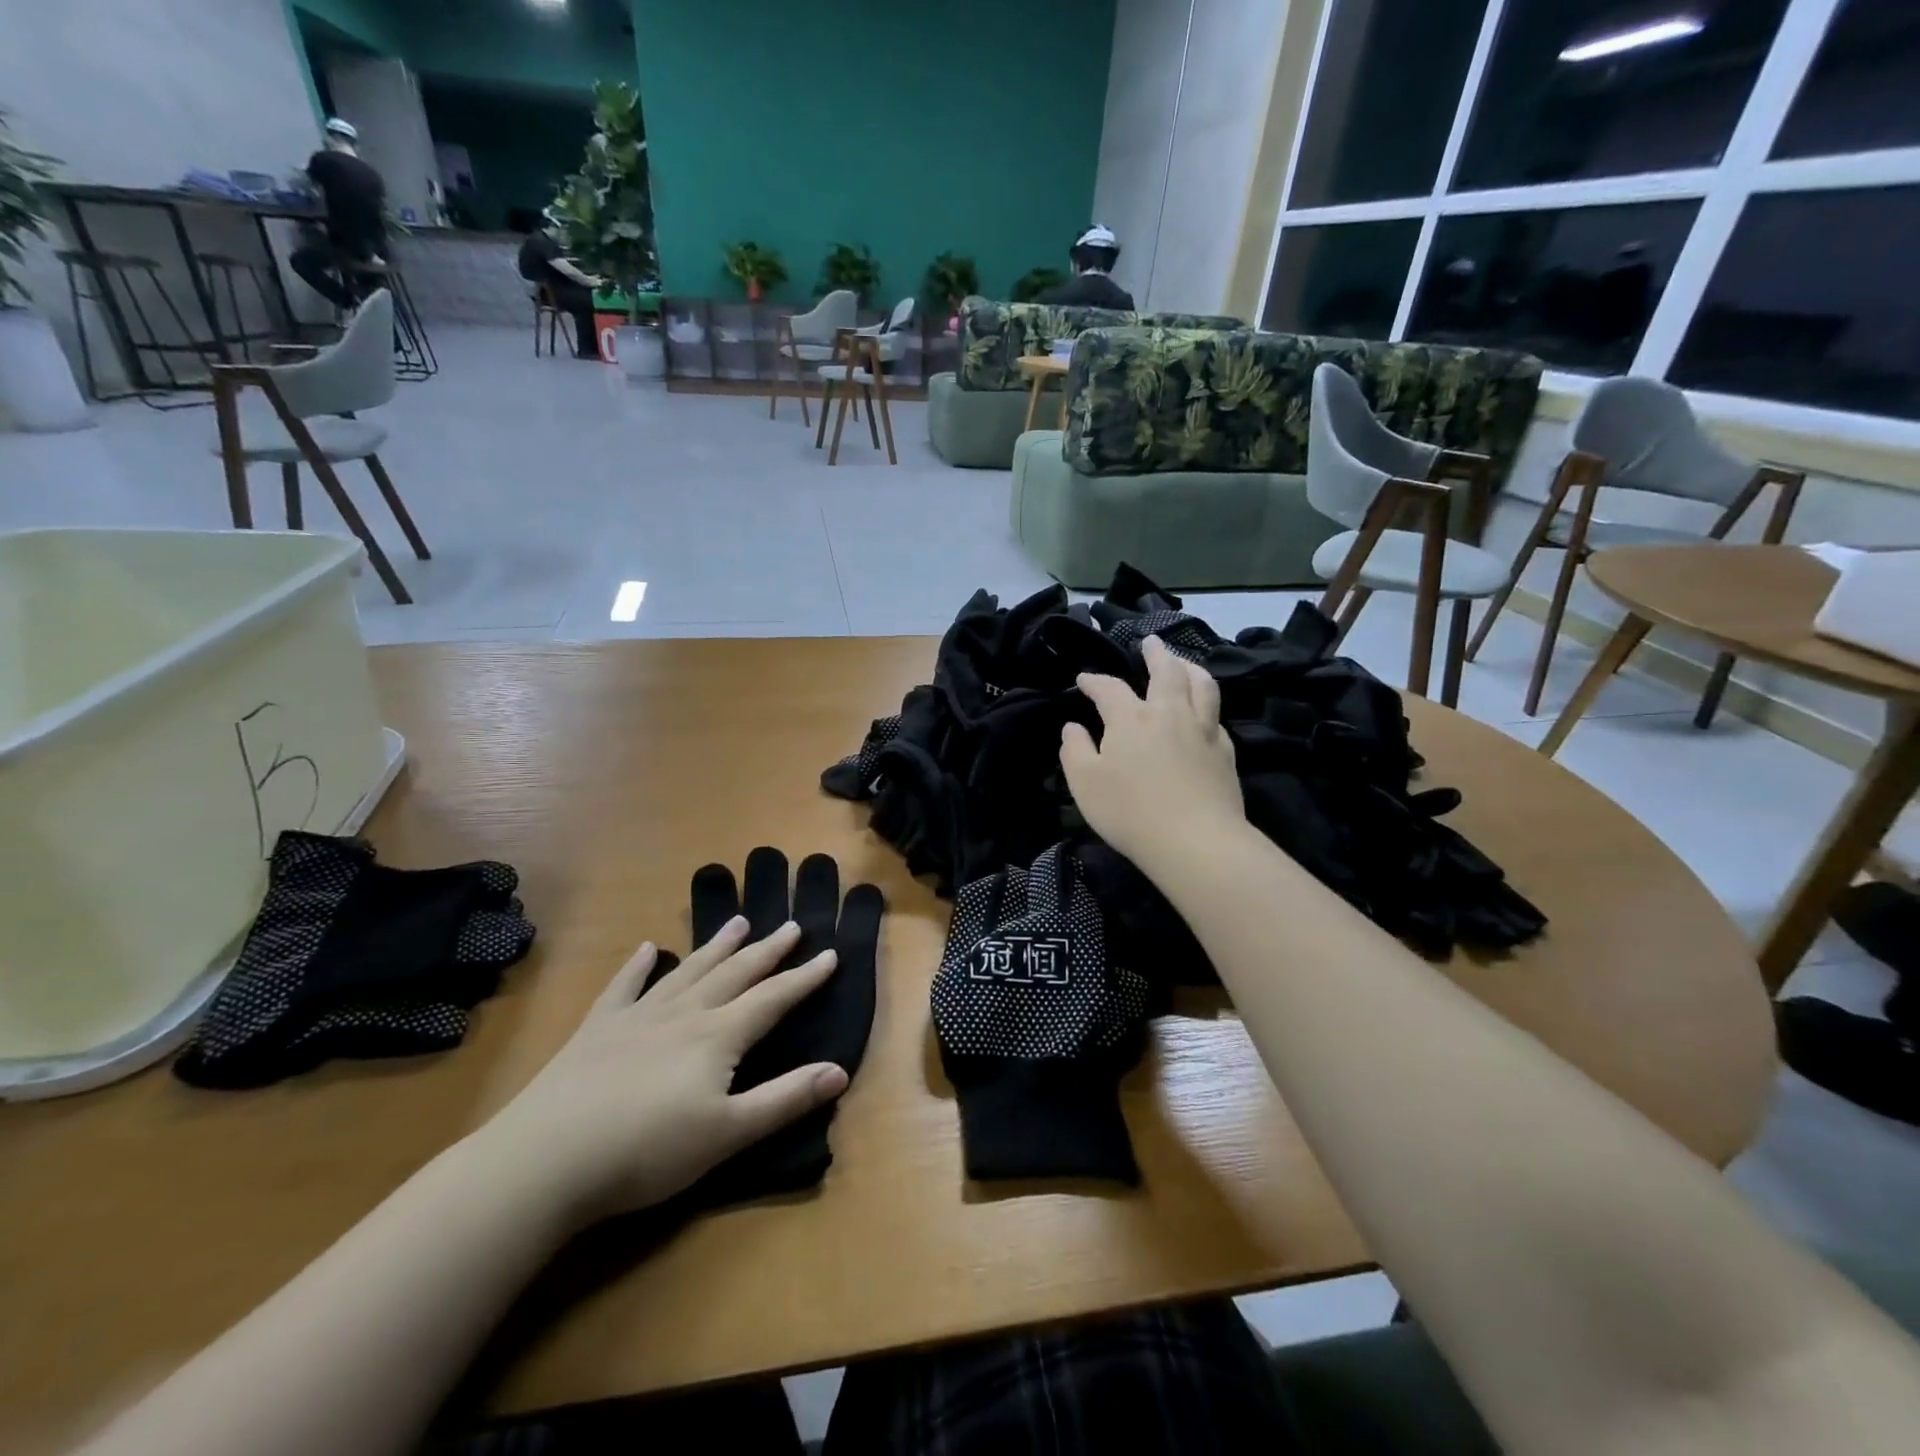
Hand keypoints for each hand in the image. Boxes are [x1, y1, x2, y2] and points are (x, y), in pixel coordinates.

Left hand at [472, 919, 848, 1227]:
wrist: (547, 1158)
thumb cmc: (647, 1151)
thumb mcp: (728, 1133)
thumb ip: (785, 1100)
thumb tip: (840, 1070)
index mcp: (719, 1036)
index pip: (773, 998)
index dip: (804, 978)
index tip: (831, 953)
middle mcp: (685, 1013)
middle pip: (736, 973)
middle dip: (768, 950)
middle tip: (791, 926)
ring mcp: (638, 1016)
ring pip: (689, 971)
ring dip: (717, 946)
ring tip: (739, 922)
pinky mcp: (598, 1029)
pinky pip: (625, 986)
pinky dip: (639, 965)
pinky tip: (650, 949)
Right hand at [1061, 636, 1243, 869]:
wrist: (1195, 841)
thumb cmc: (1130, 811)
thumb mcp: (1084, 783)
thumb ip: (1074, 750)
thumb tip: (1072, 727)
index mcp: (1131, 718)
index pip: (1109, 688)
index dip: (1094, 681)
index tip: (1085, 679)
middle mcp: (1169, 713)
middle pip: (1166, 670)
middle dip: (1156, 653)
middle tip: (1151, 642)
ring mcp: (1203, 730)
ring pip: (1201, 685)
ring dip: (1190, 667)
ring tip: (1183, 663)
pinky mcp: (1225, 752)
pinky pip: (1216, 716)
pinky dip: (1206, 703)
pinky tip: (1203, 712)